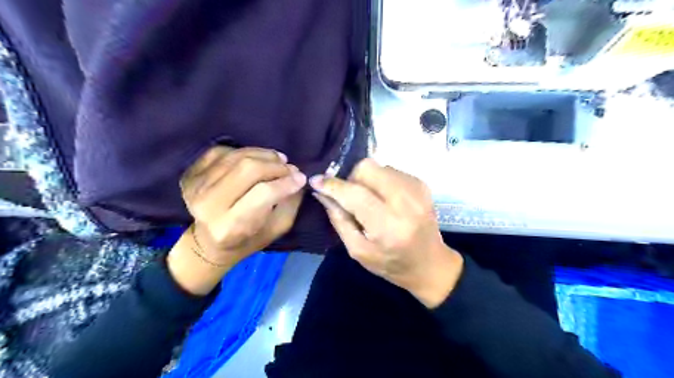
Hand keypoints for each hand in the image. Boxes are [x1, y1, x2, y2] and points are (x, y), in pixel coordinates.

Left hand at [168, 145, 305, 295]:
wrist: (209, 242)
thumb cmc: (248, 239)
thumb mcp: (277, 228)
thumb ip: (290, 203)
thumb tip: (297, 176)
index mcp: (229, 227)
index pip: (263, 193)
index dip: (285, 182)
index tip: (301, 178)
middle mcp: (207, 205)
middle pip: (248, 169)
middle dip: (275, 165)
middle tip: (290, 168)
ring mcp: (195, 187)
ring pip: (237, 156)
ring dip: (264, 155)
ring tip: (278, 160)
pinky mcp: (190, 174)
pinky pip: (222, 151)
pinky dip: (244, 152)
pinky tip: (255, 160)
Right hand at [311, 159, 463, 307]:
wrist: (430, 264)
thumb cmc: (391, 264)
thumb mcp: (358, 250)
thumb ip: (338, 220)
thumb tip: (322, 193)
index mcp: (388, 227)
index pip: (356, 195)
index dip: (333, 185)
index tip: (316, 180)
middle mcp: (406, 203)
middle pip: (368, 169)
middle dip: (352, 178)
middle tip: (350, 196)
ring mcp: (417, 190)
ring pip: (378, 166)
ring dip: (366, 179)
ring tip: (369, 200)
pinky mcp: (422, 184)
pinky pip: (390, 170)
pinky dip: (380, 180)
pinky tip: (384, 198)